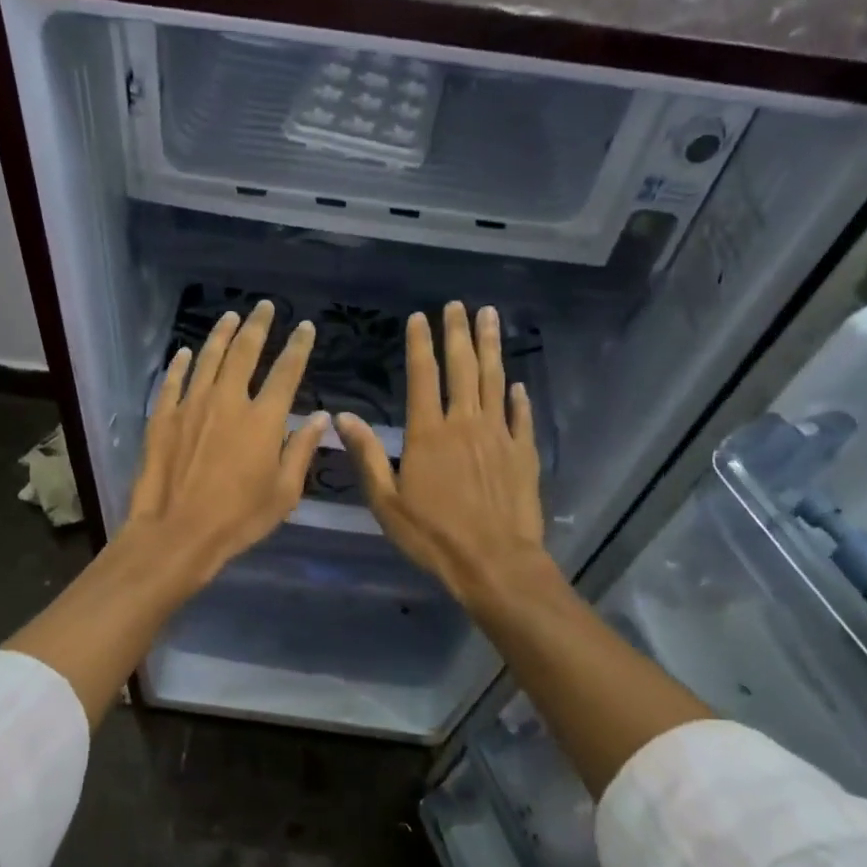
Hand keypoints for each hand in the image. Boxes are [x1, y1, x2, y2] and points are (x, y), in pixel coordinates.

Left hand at [123, 299, 327, 586]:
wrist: (177, 532)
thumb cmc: (239, 519)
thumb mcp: (284, 493)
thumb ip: (302, 450)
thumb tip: (320, 418)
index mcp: (264, 419)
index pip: (286, 372)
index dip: (299, 347)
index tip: (306, 327)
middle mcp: (228, 400)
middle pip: (244, 353)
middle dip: (258, 326)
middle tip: (265, 307)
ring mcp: (191, 405)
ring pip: (208, 358)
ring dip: (222, 334)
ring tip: (231, 317)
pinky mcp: (163, 417)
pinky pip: (173, 381)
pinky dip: (181, 364)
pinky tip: (186, 351)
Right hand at [336, 301, 546, 604]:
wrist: (494, 562)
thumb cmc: (433, 536)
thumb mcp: (386, 501)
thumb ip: (366, 455)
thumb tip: (342, 417)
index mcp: (428, 433)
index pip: (423, 376)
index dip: (420, 344)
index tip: (419, 317)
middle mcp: (465, 424)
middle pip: (463, 368)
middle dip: (458, 333)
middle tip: (458, 305)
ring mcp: (499, 436)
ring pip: (495, 381)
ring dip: (491, 347)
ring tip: (490, 317)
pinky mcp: (523, 454)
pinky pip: (521, 417)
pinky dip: (518, 397)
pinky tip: (518, 383)